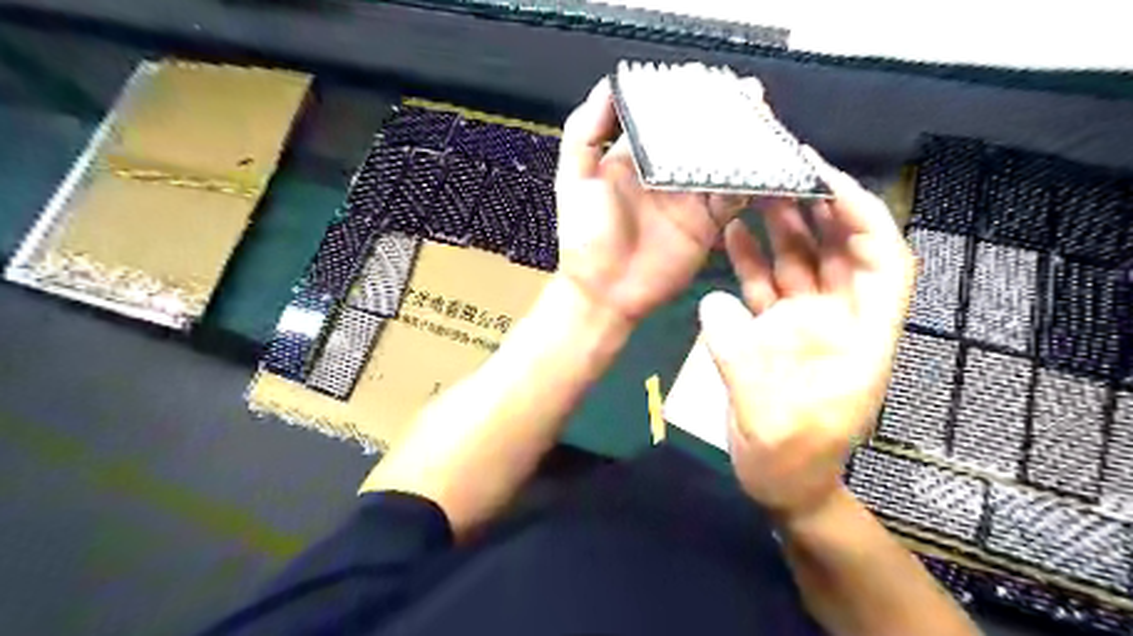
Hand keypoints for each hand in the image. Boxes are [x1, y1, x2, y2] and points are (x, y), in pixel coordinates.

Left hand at [557, 80, 749, 326]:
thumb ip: (584, 134)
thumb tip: (607, 85)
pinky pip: (733, 198)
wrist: (604, 292)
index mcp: (636, 158)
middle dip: (725, 115)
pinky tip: (764, 166)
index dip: (687, 98)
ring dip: (744, 144)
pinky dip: (749, 183)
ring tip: (763, 121)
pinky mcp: (707, 225)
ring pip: (724, 163)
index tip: (709, 78)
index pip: (666, 119)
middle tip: (750, 94)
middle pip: (702, 137)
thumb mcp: (575, 181)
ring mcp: (689, 200)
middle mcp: (667, 175)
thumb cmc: (585, 236)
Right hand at [707, 149, 914, 521]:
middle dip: (818, 210)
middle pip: (841, 252)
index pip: (884, 262)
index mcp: (862, 337)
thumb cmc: (789, 457)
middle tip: (784, 171)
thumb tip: (712, 302)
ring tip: (756, 190)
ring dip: (783, 227)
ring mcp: (805, 324)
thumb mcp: (765, 415)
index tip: (829, 182)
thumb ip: (739, 356)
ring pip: (802, 263)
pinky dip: (753, 260)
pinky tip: (734, 235)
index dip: (864, 218)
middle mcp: (839, 320)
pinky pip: (768, 286)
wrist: (779, 482)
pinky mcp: (776, 331)